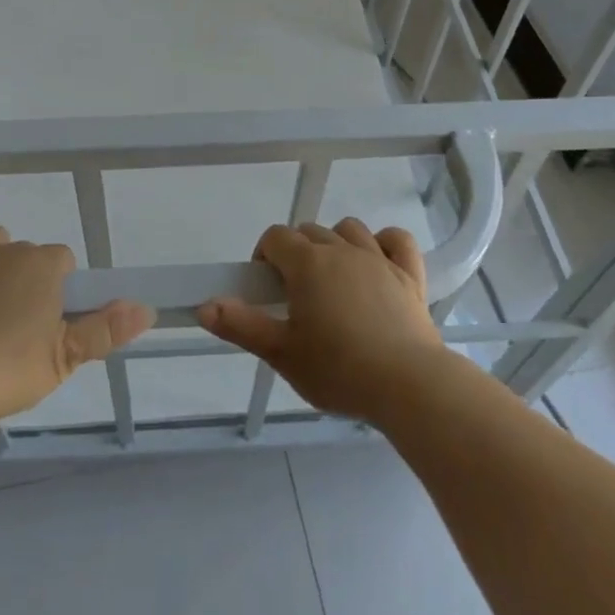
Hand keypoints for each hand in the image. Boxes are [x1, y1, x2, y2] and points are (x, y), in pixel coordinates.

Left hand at [0, 218, 153, 426]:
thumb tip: (148, 309)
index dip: (60, 288)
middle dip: (28, 279)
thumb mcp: (64, 358)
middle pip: (28, 253)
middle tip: (20, 323)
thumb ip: (105, 330)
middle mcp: (9, 249)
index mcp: (43, 266)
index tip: (50, 320)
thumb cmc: (7, 369)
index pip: (62, 261)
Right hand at [197, 219, 448, 424]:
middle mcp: (341, 250)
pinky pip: (397, 240)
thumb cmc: (339, 370)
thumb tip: (204, 305)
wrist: (409, 385)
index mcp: (308, 264)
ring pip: (350, 229)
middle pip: (310, 231)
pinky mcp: (410, 275)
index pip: (276, 237)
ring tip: (333, 279)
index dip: (265, 256)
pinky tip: (378, 262)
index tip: (266, 289)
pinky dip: (386, 243)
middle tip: (296, 295)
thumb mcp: (282, 354)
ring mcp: (379, 259)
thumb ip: (241, 326)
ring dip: (336, 243)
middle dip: (297, 253)